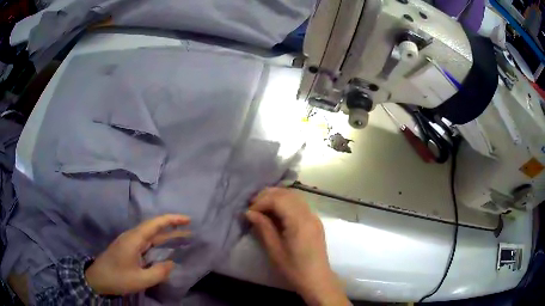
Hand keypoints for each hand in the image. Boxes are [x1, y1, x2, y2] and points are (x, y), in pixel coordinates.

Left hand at [85, 214, 190, 295]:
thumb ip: (158, 272)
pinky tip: (165, 248)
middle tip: (190, 229)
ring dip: (166, 235)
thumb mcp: (140, 279)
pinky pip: (146, 242)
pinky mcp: (128, 248)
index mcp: (134, 239)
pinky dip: (159, 242)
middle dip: (172, 227)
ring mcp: (129, 242)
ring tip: (182, 237)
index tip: (187, 220)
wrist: (97, 279)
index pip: (155, 224)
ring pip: (150, 235)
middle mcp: (132, 236)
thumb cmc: (118, 278)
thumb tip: (171, 263)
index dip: (171, 219)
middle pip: (154, 227)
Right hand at [246, 188, 349, 305]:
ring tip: (262, 207)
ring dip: (277, 197)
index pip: (278, 199)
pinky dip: (286, 202)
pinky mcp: (315, 221)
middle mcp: (309, 214)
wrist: (316, 279)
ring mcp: (314, 216)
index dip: (261, 201)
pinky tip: (276, 212)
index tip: (249, 212)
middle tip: (253, 206)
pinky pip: (300, 204)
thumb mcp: (275, 250)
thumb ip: (263, 227)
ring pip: (294, 196)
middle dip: (268, 196)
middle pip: (287, 194)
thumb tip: (249, 212)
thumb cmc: (294, 268)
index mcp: (299, 222)